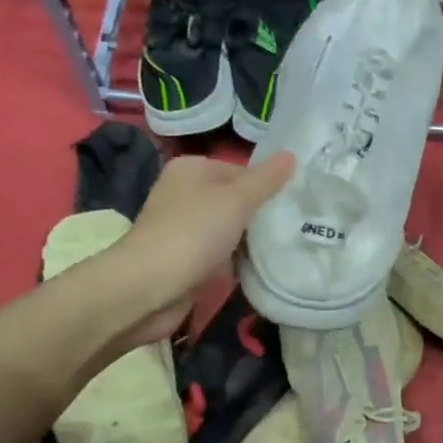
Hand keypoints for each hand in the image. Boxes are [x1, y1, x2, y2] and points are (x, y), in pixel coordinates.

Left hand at [98, 151, 294, 346]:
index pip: (242, 170)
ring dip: (250, 241)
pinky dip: (235, 261)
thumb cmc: (194, 233)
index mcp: (192, 169)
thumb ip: (266, 180)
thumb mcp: (237, 200)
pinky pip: (219, 253)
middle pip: (235, 200)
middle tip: (293, 227)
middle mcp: (184, 193)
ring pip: (229, 229)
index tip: (292, 206)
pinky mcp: (184, 258)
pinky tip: (256, 269)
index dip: (268, 187)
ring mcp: (182, 227)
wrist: (150, 287)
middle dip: (260, 215)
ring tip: (282, 248)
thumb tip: (291, 155)